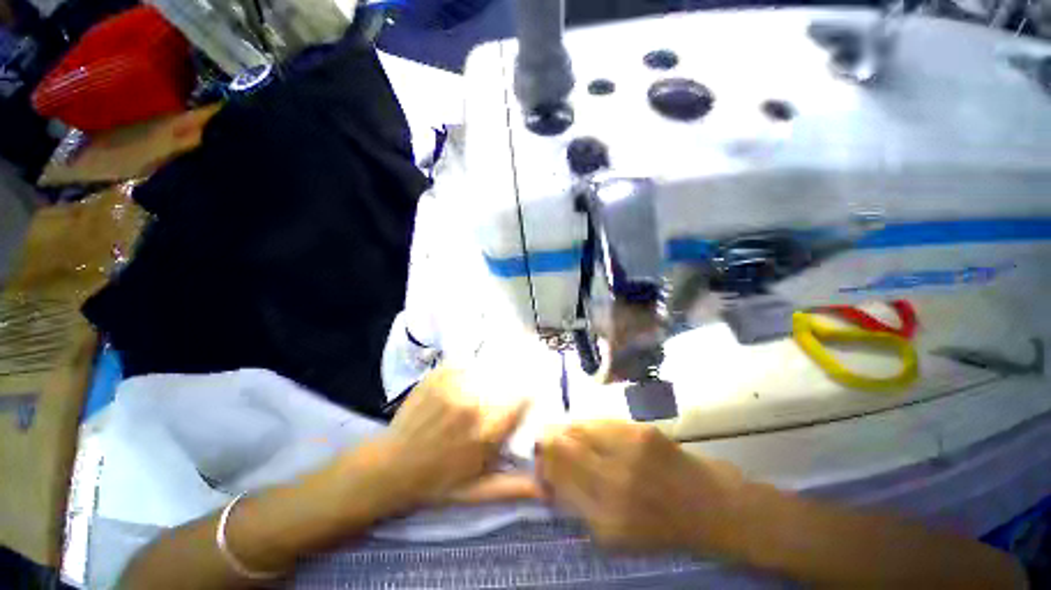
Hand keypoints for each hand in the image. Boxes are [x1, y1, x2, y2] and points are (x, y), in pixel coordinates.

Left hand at [336, 367, 540, 513]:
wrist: (390, 466)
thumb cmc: (437, 482)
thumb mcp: (477, 492)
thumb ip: (514, 487)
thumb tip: (548, 488)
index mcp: (487, 431)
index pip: (522, 399)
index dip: (526, 398)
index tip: (524, 401)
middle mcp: (474, 402)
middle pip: (506, 382)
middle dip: (507, 389)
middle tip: (496, 401)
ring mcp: (454, 384)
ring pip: (487, 370)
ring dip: (489, 379)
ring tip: (478, 392)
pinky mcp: (439, 374)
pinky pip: (467, 363)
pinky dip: (470, 370)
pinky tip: (462, 384)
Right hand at [536, 421, 746, 553]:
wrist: (710, 507)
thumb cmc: (661, 526)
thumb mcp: (616, 534)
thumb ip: (579, 505)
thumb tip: (549, 475)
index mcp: (604, 520)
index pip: (556, 479)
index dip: (542, 465)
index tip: (539, 461)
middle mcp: (613, 485)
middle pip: (562, 448)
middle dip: (548, 441)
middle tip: (547, 440)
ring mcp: (629, 454)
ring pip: (579, 429)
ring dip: (568, 430)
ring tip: (570, 434)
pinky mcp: (641, 432)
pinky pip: (601, 422)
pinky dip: (590, 425)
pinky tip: (594, 431)